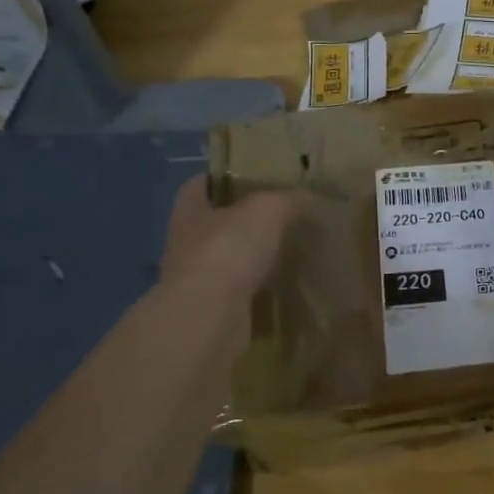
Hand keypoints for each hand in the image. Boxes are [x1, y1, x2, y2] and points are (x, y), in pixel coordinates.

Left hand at [159, 176, 305, 305]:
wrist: (209, 316)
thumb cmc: (228, 249)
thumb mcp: (266, 210)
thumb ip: (286, 199)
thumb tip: (307, 195)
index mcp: (190, 211)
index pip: (199, 185)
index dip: (221, 178)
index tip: (249, 177)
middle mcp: (187, 243)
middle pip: (214, 223)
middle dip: (242, 219)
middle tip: (279, 214)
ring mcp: (197, 280)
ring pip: (227, 259)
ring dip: (250, 256)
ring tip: (285, 249)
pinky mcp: (212, 310)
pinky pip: (239, 291)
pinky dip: (257, 287)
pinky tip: (282, 283)